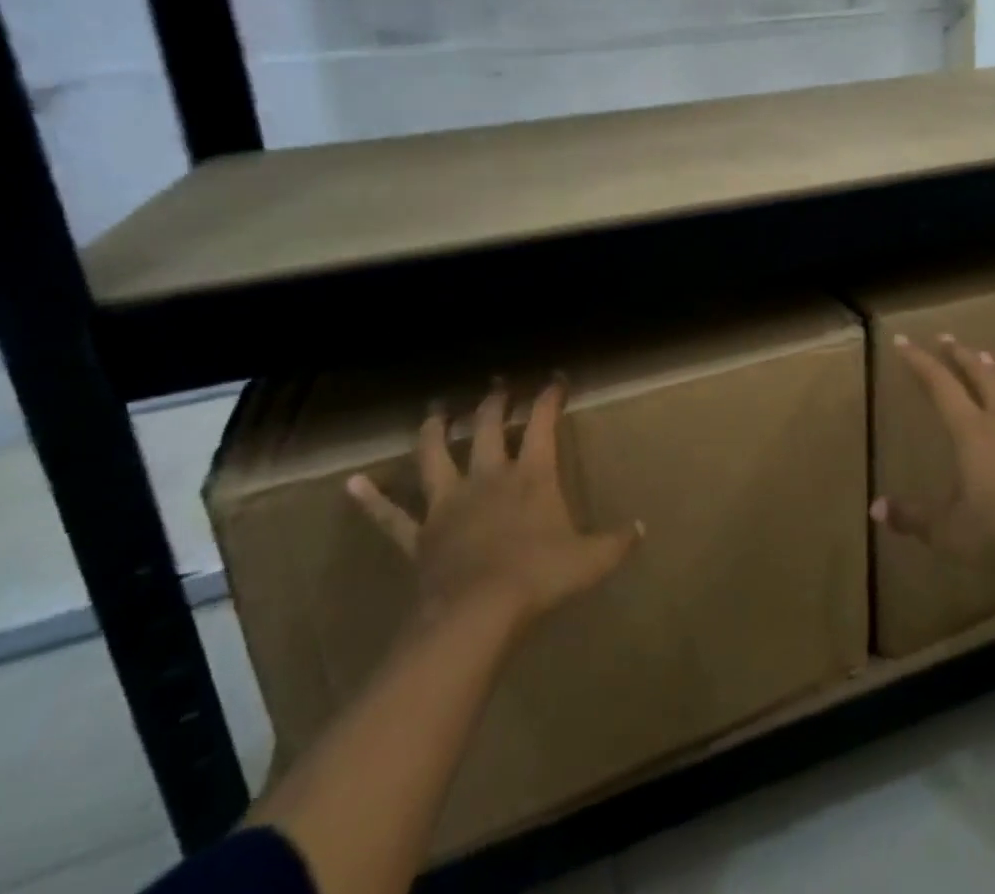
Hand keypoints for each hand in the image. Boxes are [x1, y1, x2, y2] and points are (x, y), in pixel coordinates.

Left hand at [347, 376, 642, 635]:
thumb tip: (642, 529)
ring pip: (435, 455)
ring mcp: (449, 503)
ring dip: (436, 429)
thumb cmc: (539, 577)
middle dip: (494, 401)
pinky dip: (371, 499)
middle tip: (498, 385)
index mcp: (531, 475)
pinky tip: (351, 484)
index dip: (549, 397)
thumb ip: (617, 542)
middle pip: (488, 426)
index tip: (555, 379)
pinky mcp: (420, 534)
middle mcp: (488, 476)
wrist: (476, 616)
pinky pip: (390, 515)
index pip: (542, 422)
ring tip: (436, 409)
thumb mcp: (590, 560)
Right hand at [871, 335, 994, 585]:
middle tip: (948, 338)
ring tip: (989, 358)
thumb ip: (914, 518)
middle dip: (961, 355)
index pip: (940, 385)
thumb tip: (876, 508)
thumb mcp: (950, 532)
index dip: (920, 362)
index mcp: (972, 431)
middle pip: (981, 376)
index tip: (904, 341)